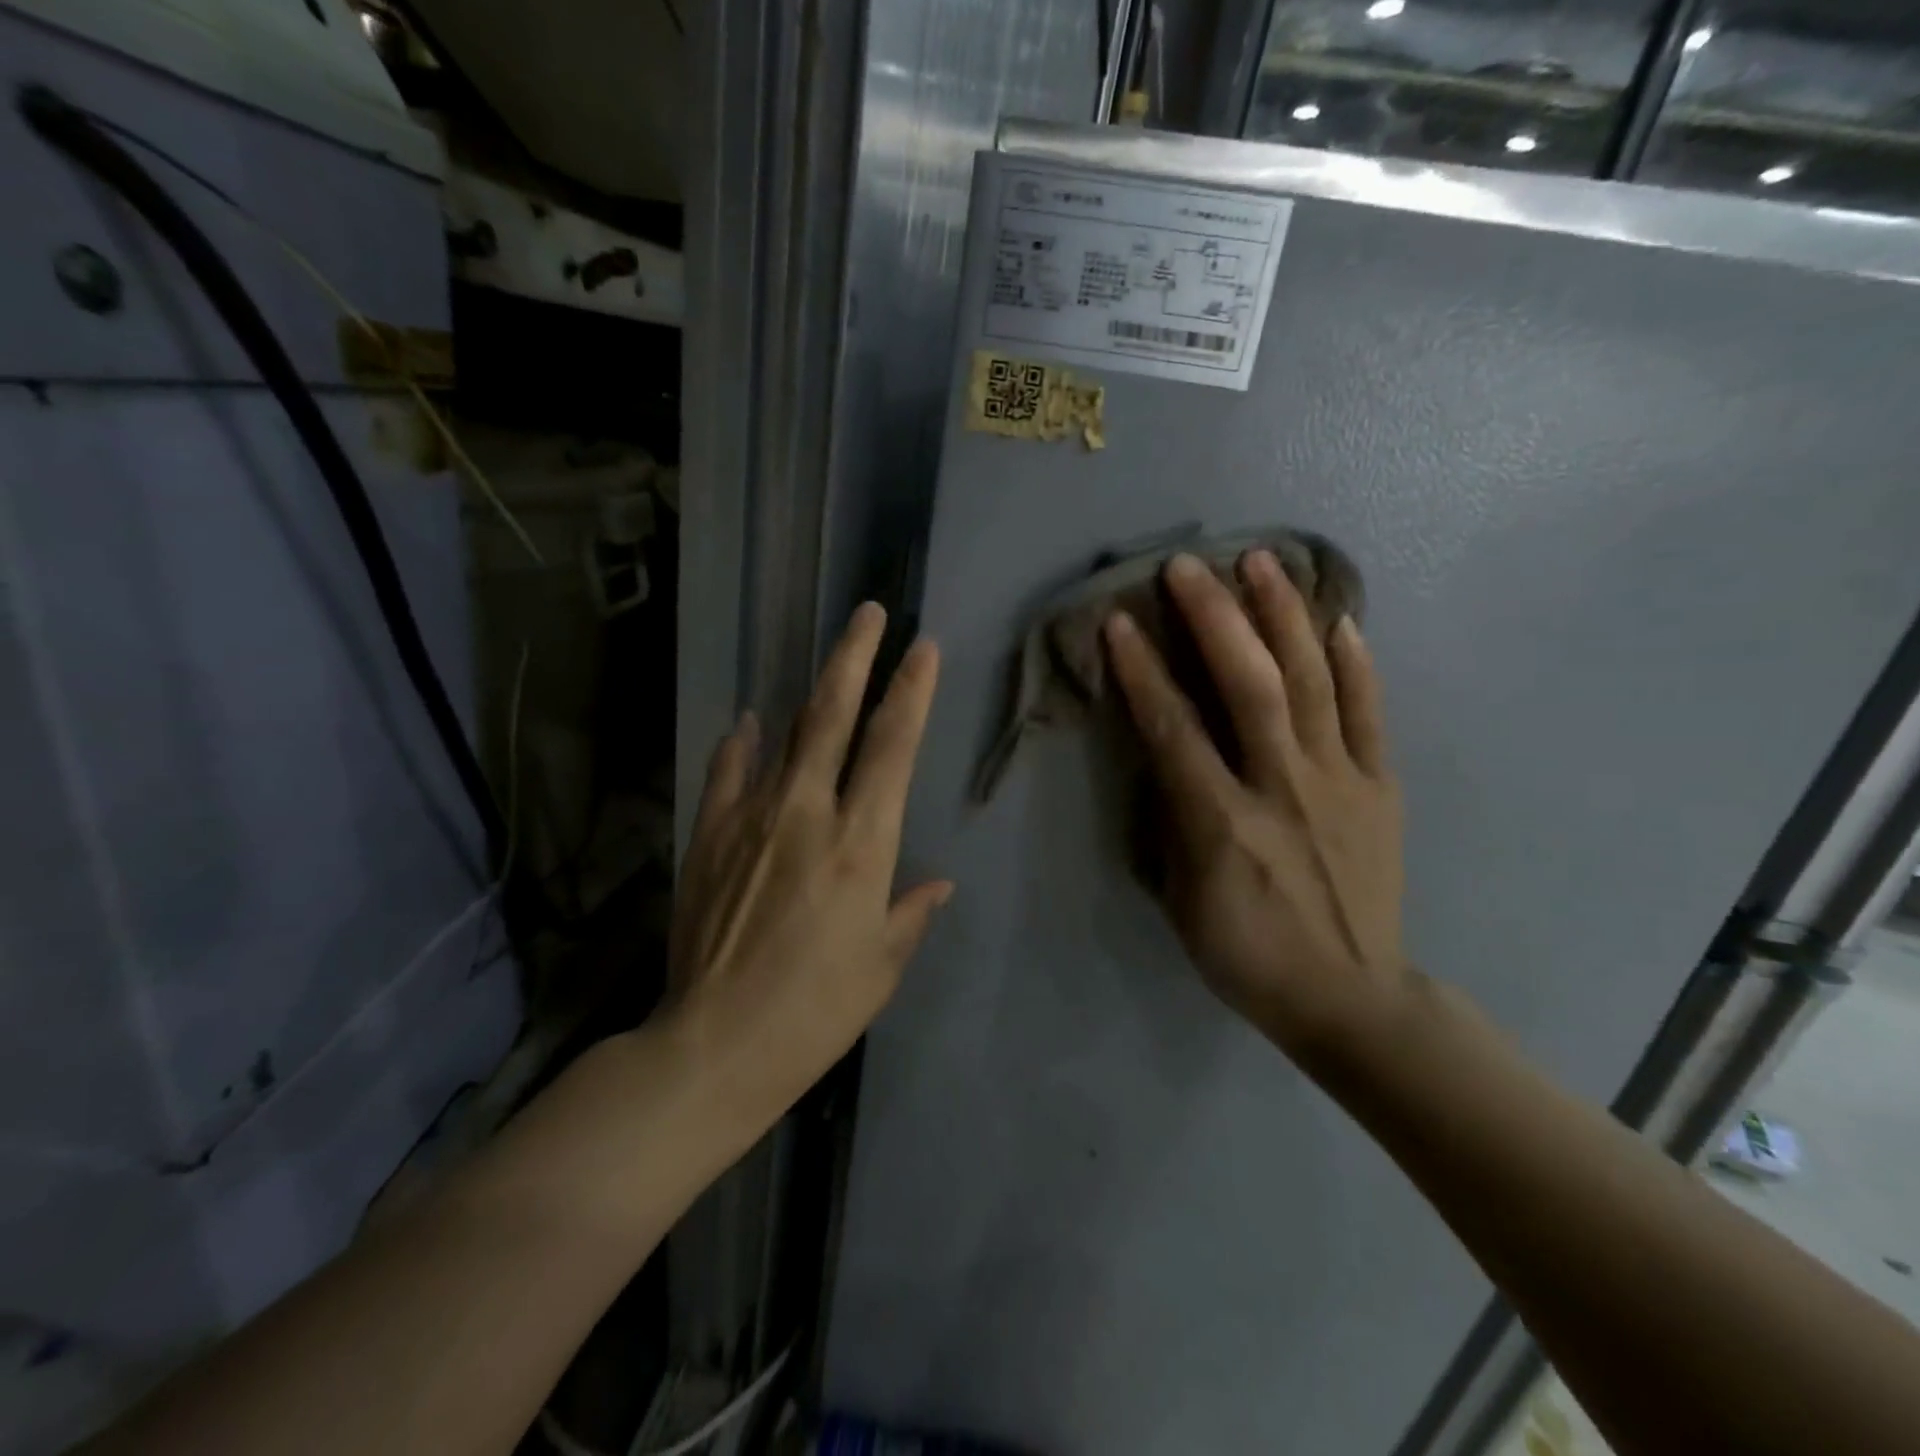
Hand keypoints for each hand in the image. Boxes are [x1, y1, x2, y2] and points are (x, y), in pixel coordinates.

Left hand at [663, 602, 952, 1131]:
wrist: (716, 1043)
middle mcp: (807, 813)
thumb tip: (938, 882)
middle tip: (870, 613)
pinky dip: (742, 744)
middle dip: (856, 658)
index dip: (912, 692)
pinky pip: (728, 773)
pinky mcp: (710, 836)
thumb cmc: (817, 1010)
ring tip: (829, 664)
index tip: (924, 648)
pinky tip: (749, 724)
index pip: (894, 747)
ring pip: (786, 735)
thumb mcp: (882, 965)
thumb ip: (911, 911)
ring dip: (811, 694)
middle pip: (834, 717)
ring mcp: (751, 818)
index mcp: (861, 844)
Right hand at [1104, 551, 1407, 1056]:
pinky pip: (1370, 713)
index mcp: (1222, 823)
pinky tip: (1340, 620)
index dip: (1144, 670)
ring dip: (1284, 616)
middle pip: (1249, 686)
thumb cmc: (1246, 953)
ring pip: (1312, 683)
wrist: (1351, 996)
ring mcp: (1340, 782)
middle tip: (1190, 565)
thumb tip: (1166, 756)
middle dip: (1216, 617)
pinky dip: (1356, 663)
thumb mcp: (1181, 898)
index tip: (1121, 621)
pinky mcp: (1379, 787)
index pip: (1173, 729)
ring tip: (1264, 561)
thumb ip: (1172, 820)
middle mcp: (1282, 788)